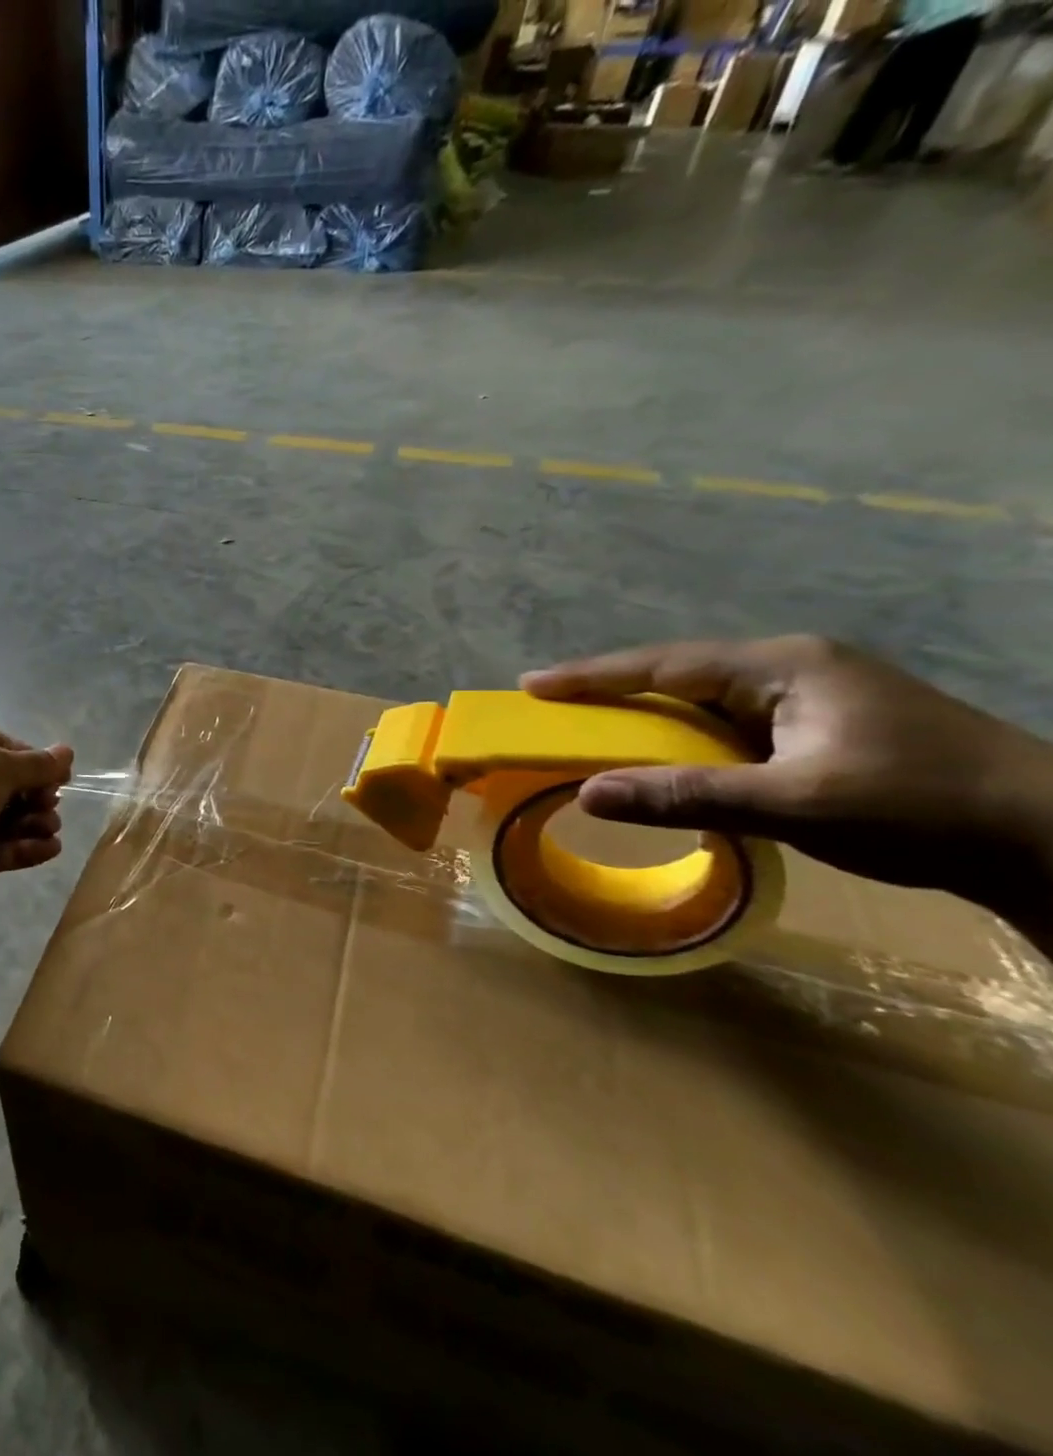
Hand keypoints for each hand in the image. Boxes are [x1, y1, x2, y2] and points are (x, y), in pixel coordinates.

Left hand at [0, 718, 72, 910]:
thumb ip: (35, 765)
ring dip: (30, 823)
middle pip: (1, 785)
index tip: (61, 778)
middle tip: (51, 807)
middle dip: (32, 796)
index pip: (0, 745)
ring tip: (52, 830)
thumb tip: (68, 752)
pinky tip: (49, 850)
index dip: (33, 761)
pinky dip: (20, 849)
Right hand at [520, 636, 1052, 930]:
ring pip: (704, 702)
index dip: (593, 675)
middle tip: (553, 708)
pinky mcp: (823, 727)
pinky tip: (667, 759)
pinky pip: (729, 726)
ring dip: (649, 718)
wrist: (1051, 840)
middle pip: (679, 675)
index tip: (531, 683)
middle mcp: (792, 669)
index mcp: (784, 666)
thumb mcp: (794, 804)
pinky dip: (685, 741)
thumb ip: (686, 795)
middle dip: (613, 692)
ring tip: (595, 734)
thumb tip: (588, 793)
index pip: (665, 663)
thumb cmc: (920, 808)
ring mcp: (811, 697)